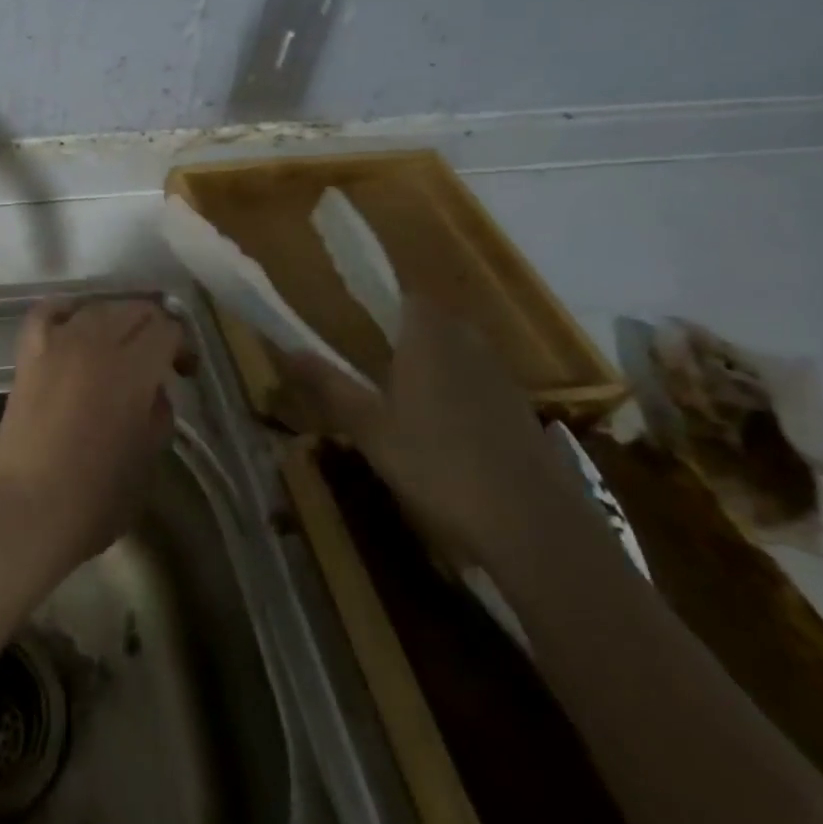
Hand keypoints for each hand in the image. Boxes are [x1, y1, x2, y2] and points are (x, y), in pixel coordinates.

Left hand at [0, 298, 190, 573]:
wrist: (27, 508)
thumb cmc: (97, 495)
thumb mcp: (149, 456)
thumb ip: (159, 412)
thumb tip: (154, 389)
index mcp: (133, 368)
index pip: (167, 328)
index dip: (181, 345)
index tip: (183, 371)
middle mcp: (96, 343)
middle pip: (134, 309)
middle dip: (154, 327)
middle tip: (159, 360)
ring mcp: (57, 344)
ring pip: (96, 307)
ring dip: (116, 319)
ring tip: (122, 345)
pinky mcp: (28, 354)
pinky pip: (48, 312)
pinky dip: (66, 311)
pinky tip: (76, 324)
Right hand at [278, 296, 583, 565]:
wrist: (533, 526)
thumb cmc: (436, 464)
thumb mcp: (369, 427)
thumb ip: (329, 383)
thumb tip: (289, 349)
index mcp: (429, 337)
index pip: (406, 297)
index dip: (381, 305)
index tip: (355, 322)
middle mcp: (469, 344)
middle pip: (433, 324)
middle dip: (404, 338)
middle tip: (372, 364)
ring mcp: (502, 379)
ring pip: (460, 356)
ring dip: (434, 368)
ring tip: (403, 401)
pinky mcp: (523, 413)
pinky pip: (481, 387)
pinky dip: (460, 398)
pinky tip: (444, 435)